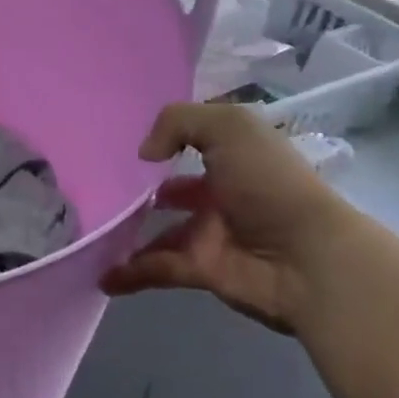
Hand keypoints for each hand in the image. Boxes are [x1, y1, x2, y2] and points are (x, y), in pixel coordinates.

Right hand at [99, 104, 358, 332]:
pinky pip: (155, 268)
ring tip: (91, 227)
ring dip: (128, 233)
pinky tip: (101, 274)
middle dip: (141, 190)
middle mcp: (221, 194)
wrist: (307, 259)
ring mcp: (210, 234)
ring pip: (160, 231)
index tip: (123, 143)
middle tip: (97, 187)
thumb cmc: (269, 183)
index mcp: (234, 158)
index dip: (164, 140)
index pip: (195, 144)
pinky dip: (128, 273)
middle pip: (173, 191)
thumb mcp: (229, 128)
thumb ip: (178, 123)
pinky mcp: (201, 270)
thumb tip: (146, 155)